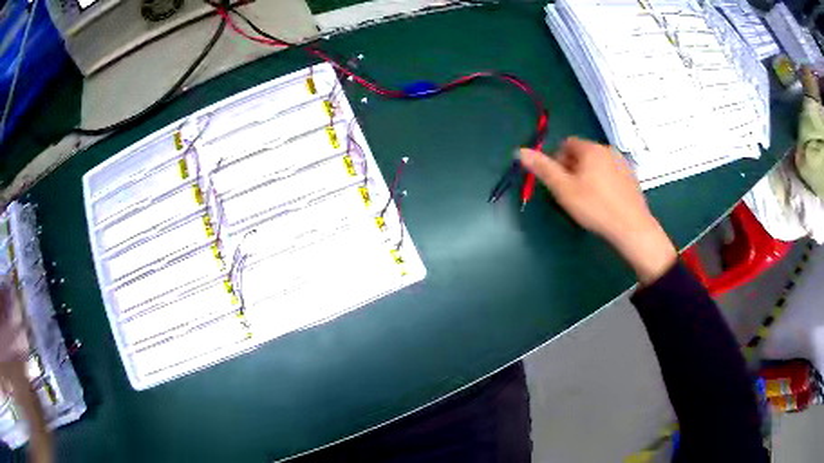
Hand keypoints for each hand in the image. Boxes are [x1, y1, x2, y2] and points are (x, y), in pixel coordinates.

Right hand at [519, 137, 676, 283]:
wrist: (632, 227)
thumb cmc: (595, 207)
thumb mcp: (564, 189)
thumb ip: (543, 169)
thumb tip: (520, 151)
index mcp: (590, 148)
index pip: (566, 144)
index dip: (557, 161)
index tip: (558, 182)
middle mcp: (607, 149)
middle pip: (582, 153)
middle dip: (572, 169)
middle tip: (570, 194)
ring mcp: (622, 163)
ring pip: (597, 164)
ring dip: (588, 175)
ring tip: (587, 200)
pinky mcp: (632, 178)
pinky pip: (611, 174)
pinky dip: (603, 182)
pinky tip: (604, 202)